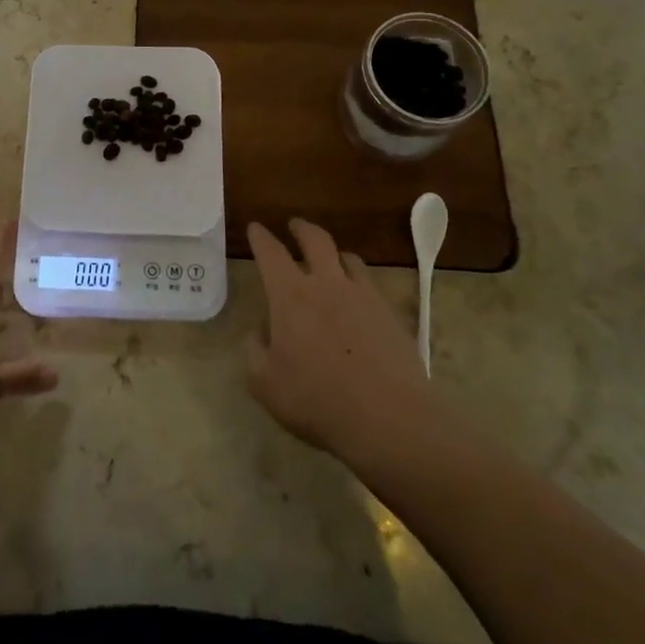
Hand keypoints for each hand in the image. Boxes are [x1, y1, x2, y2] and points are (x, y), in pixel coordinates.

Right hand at [246, 219, 431, 464]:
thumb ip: (254, 352)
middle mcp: (326, 283)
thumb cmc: (317, 400)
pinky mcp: (390, 313)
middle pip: (315, 239)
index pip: (270, 252)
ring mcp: (363, 295)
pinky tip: (357, 298)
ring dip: (333, 254)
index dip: (260, 237)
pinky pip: (370, 283)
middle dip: (301, 228)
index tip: (255, 228)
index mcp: (290, 295)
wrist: (389, 418)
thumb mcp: (265, 384)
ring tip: (330, 260)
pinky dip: (357, 281)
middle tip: (294, 226)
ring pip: (347, 258)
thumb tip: (260, 333)